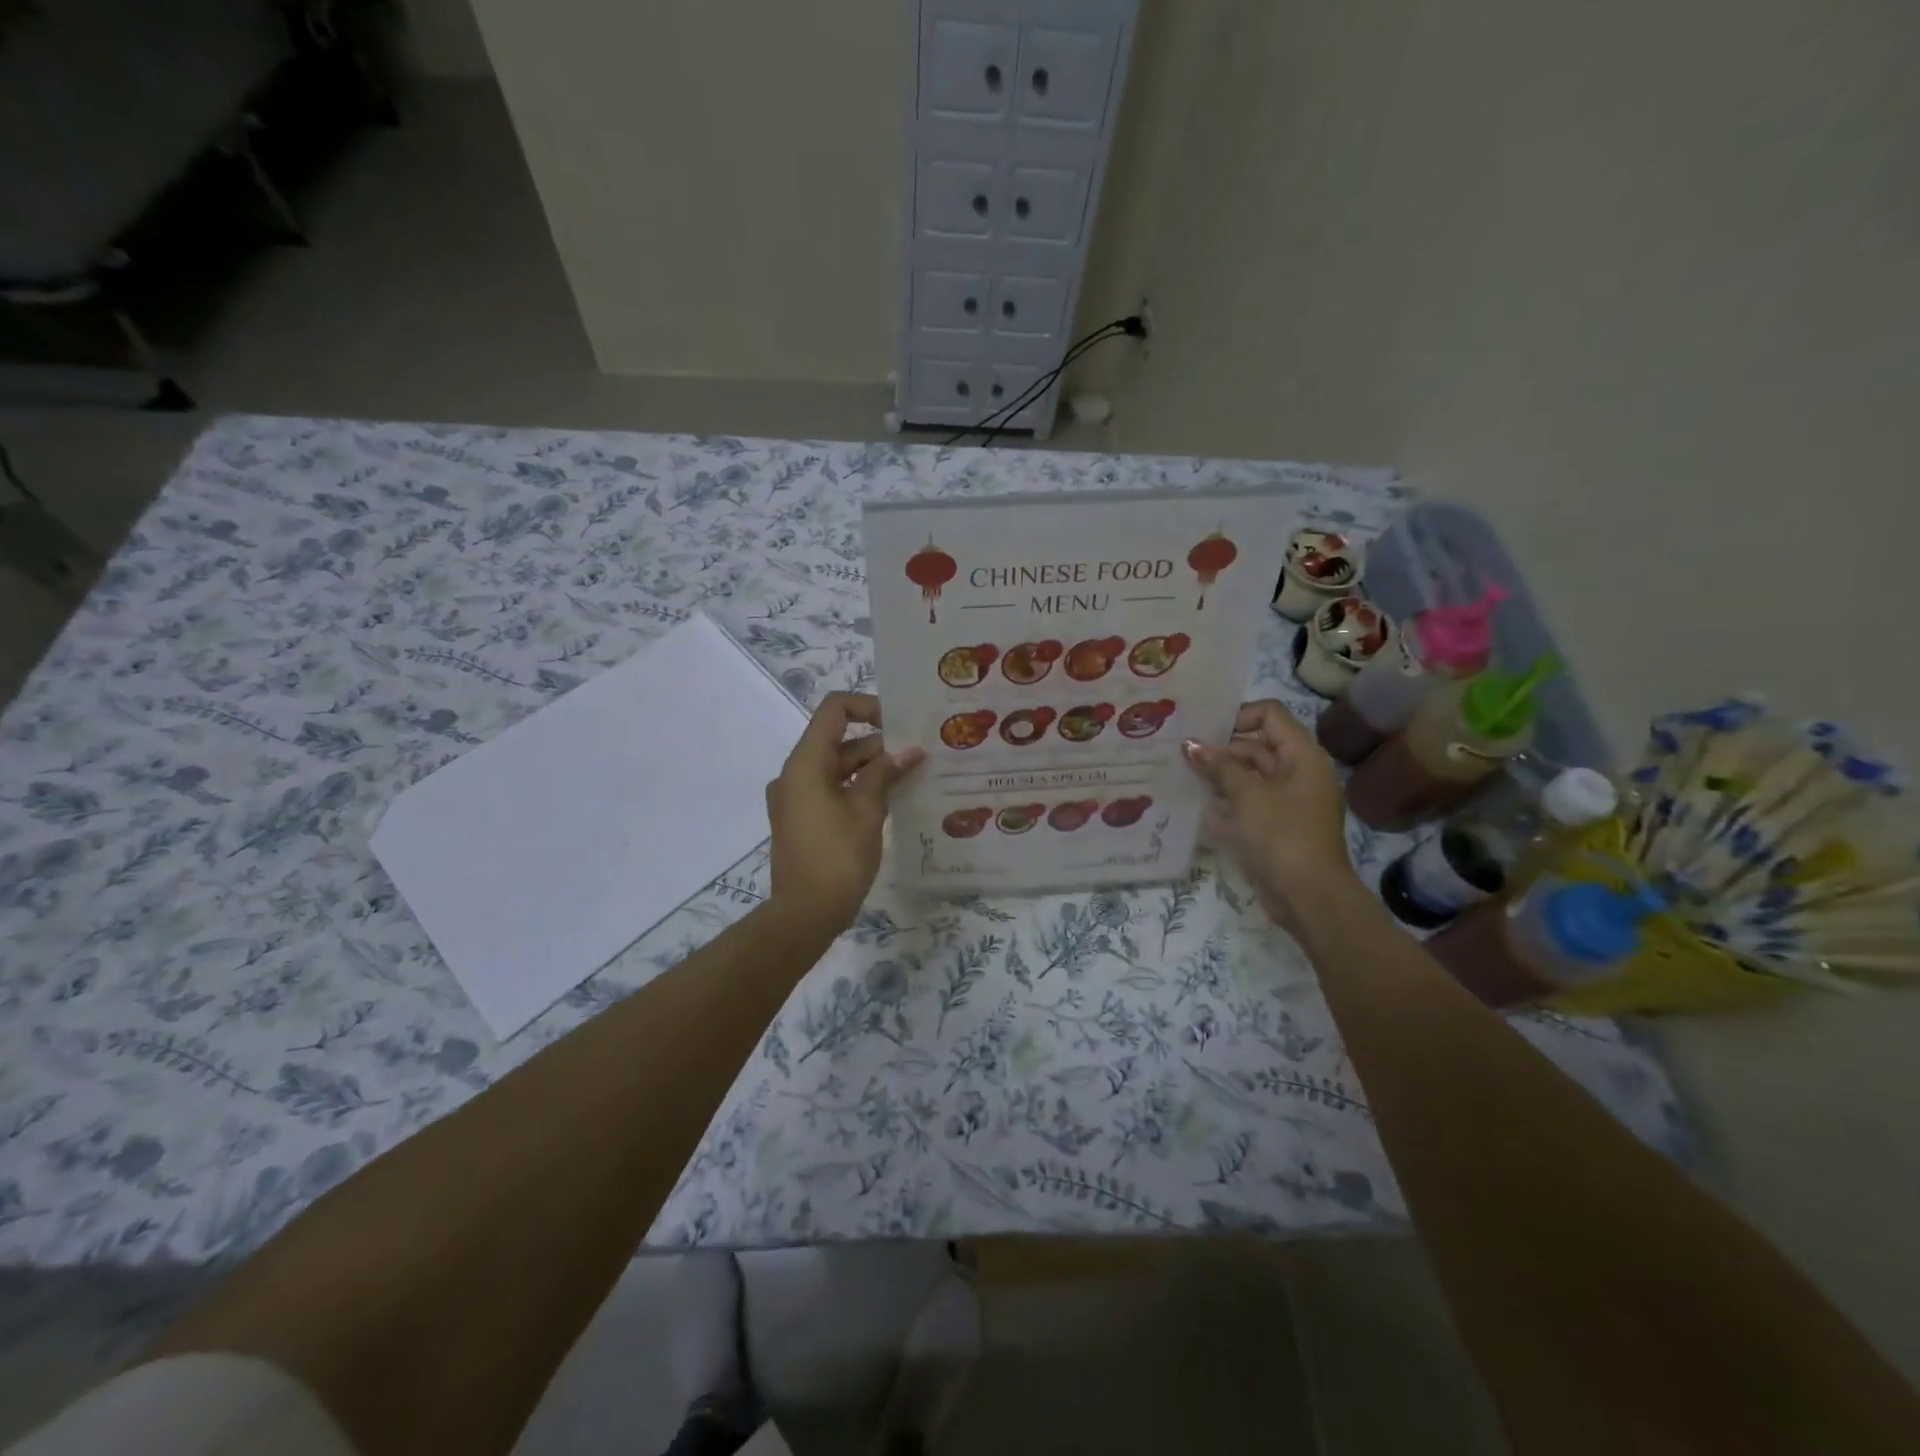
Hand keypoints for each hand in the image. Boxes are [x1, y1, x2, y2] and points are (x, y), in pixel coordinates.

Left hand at [766, 692, 923, 930]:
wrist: (804, 914)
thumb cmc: (837, 857)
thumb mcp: (867, 811)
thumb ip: (886, 774)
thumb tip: (909, 751)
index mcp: (805, 763)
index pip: (834, 710)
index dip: (868, 707)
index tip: (899, 724)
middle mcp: (794, 774)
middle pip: (838, 741)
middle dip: (878, 744)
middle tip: (918, 754)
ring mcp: (795, 798)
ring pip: (836, 767)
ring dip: (871, 768)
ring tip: (911, 776)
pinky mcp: (801, 819)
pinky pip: (830, 790)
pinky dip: (857, 788)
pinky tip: (890, 800)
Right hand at [1183, 700, 1358, 924]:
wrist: (1309, 897)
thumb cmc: (1281, 835)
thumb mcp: (1247, 796)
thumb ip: (1218, 766)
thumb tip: (1191, 745)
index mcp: (1302, 756)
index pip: (1270, 715)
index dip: (1237, 716)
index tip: (1204, 731)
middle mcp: (1299, 772)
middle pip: (1257, 746)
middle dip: (1221, 750)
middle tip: (1183, 756)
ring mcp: (1289, 801)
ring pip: (1250, 776)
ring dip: (1221, 777)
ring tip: (1184, 778)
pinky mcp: (1278, 825)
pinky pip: (1250, 803)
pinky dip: (1228, 802)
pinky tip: (1201, 808)